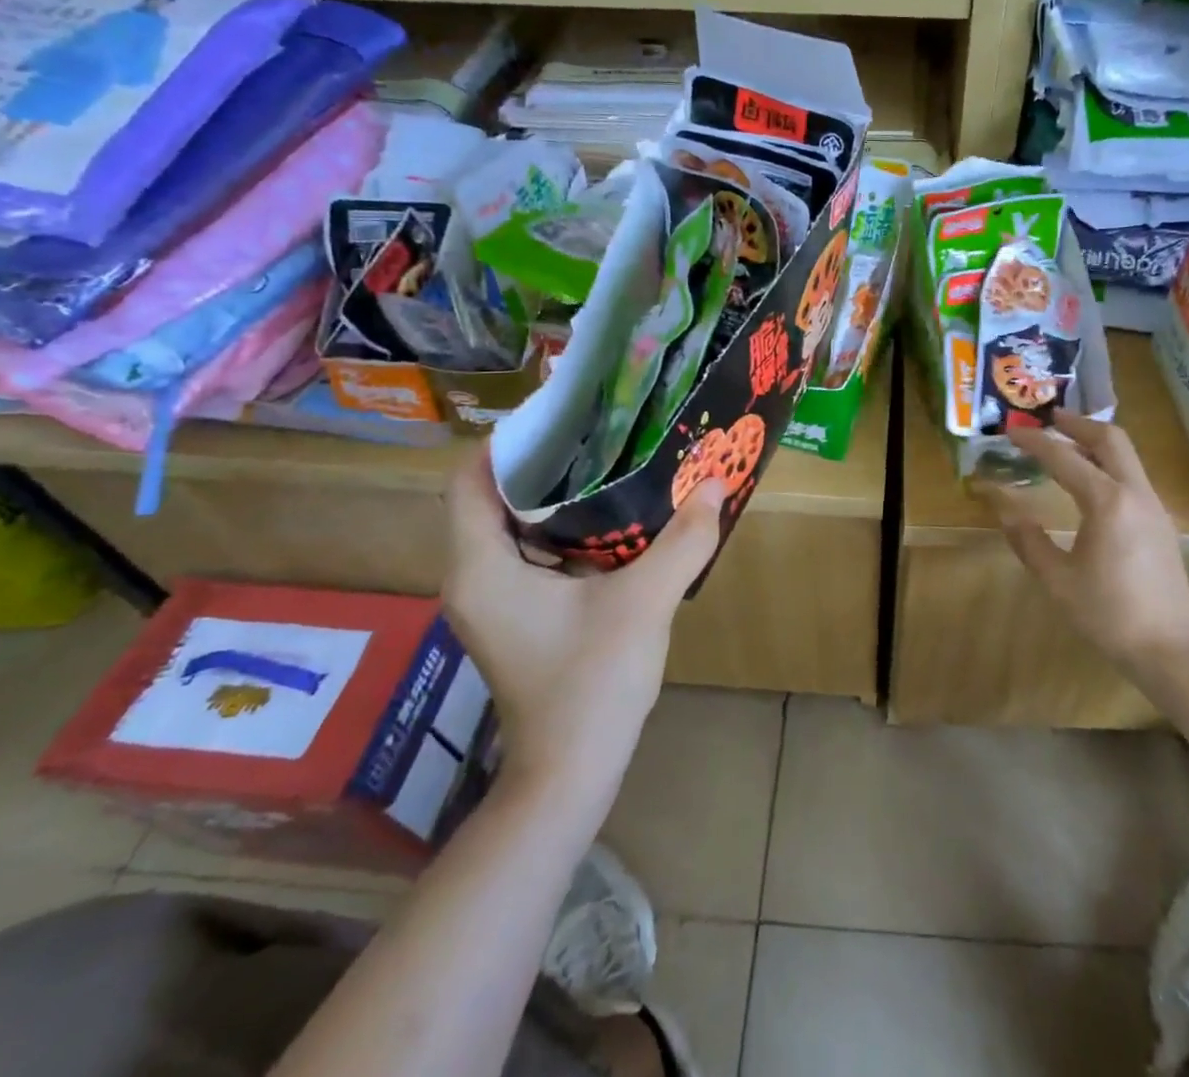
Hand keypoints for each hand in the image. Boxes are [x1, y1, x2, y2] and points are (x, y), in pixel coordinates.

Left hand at [444, 447, 724, 798]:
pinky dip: (563, 530)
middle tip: (599, 431)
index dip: (509, 441)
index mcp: (482, 567)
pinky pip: (529, 555)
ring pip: (512, 527)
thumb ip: (683, 539)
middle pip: (493, 499)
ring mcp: (492, 601)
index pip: (471, 481)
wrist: (570, 774)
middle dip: (544, 462)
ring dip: (555, 497)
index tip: (563, 414)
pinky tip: (613, 521)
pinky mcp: (515, 618)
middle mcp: (474, 578)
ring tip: (610, 462)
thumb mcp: (645, 602)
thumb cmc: (592, 684)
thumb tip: (717, 484)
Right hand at [986, 410, 1188, 680]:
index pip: (1064, 458)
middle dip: (1077, 424)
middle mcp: (1135, 493)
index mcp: (1107, 502)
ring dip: (1095, 441)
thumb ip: (1027, 539)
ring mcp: (1153, 506)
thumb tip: (1002, 506)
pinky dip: (1108, 463)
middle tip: (1048, 419)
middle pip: (1110, 438)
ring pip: (1126, 455)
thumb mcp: (1057, 580)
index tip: (1011, 431)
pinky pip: (1132, 475)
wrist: (1171, 647)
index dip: (1035, 442)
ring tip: (1065, 443)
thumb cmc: (1109, 614)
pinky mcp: (1160, 521)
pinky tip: (1090, 480)